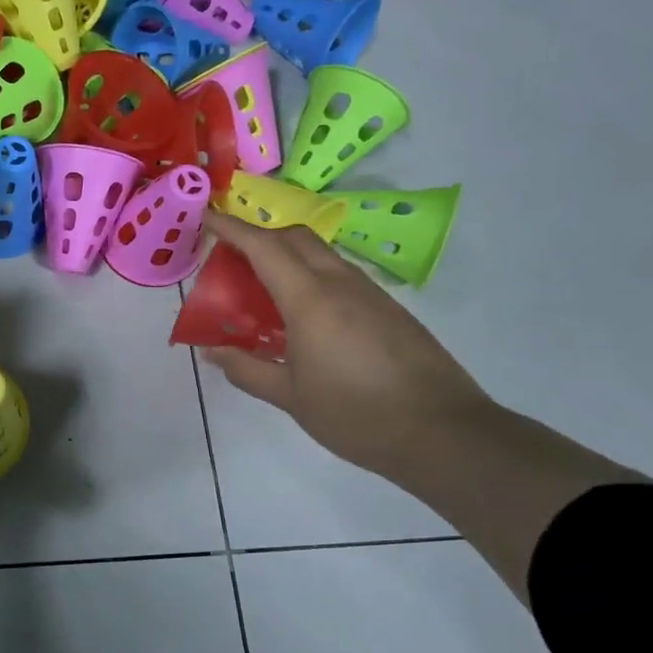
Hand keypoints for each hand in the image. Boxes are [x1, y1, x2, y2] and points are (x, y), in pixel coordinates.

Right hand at [199, 209, 494, 482]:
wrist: (444, 434)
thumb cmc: (356, 415)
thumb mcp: (290, 397)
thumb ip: (246, 368)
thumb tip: (212, 350)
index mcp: (311, 301)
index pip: (265, 247)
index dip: (233, 229)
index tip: (207, 217)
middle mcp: (341, 285)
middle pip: (295, 238)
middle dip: (259, 236)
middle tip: (230, 258)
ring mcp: (370, 294)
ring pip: (320, 254)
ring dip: (286, 256)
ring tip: (260, 287)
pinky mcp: (388, 309)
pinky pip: (339, 275)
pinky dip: (309, 276)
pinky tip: (300, 313)